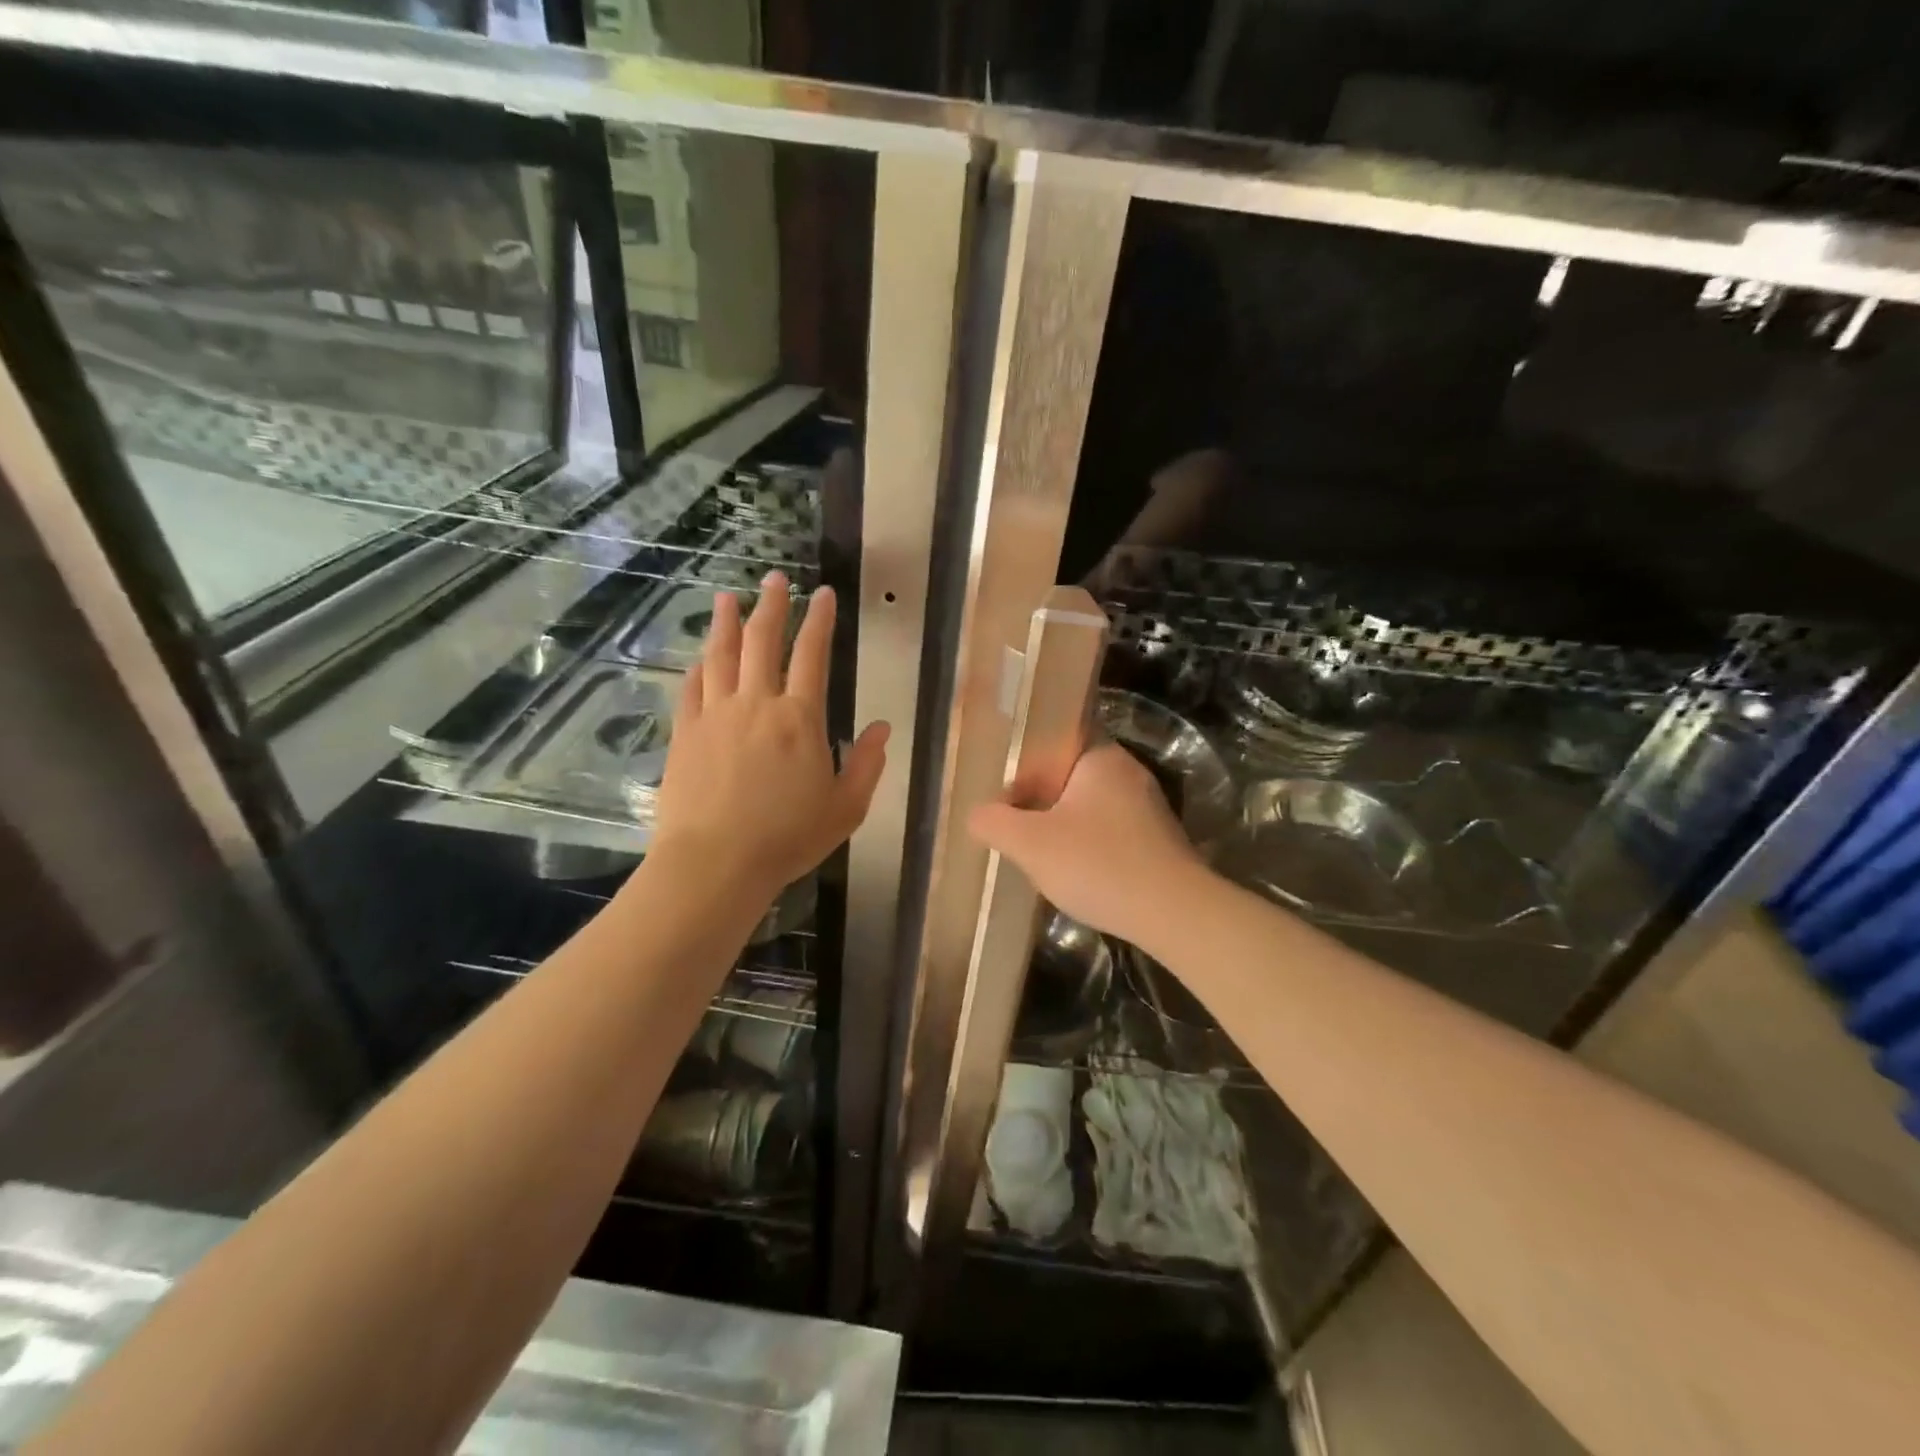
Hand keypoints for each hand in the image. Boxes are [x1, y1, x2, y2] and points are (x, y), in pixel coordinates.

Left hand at [651, 570, 888, 902]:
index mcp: (800, 719)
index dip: (819, 620)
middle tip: (774, 580)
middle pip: (762, 642)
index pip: (813, 655)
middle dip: (771, 606)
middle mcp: (757, 704)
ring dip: (726, 623)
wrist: (715, 863)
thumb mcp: (846, 808)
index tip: (822, 594)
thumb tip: (882, 728)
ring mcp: (716, 715)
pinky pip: (692, 688)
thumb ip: (867, 765)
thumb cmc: (787, 838)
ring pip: (721, 655)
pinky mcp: (686, 733)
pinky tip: (700, 656)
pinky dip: (698, 666)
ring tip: (727, 598)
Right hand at [969, 743, 1207, 944]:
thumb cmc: (1098, 864)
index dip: (1022, 767)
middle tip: (1012, 828)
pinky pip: (1109, 832)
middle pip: (1068, 777)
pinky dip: (1087, 846)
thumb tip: (976, 815)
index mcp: (1101, 757)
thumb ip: (994, 823)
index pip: (1053, 742)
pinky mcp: (1157, 840)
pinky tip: (1074, 873)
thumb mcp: (1030, 844)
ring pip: (1088, 807)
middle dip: (1038, 801)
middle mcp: (1128, 772)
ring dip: (1061, 827)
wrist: (1175, 914)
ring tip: (1037, 854)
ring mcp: (1148, 807)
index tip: (1002, 798)